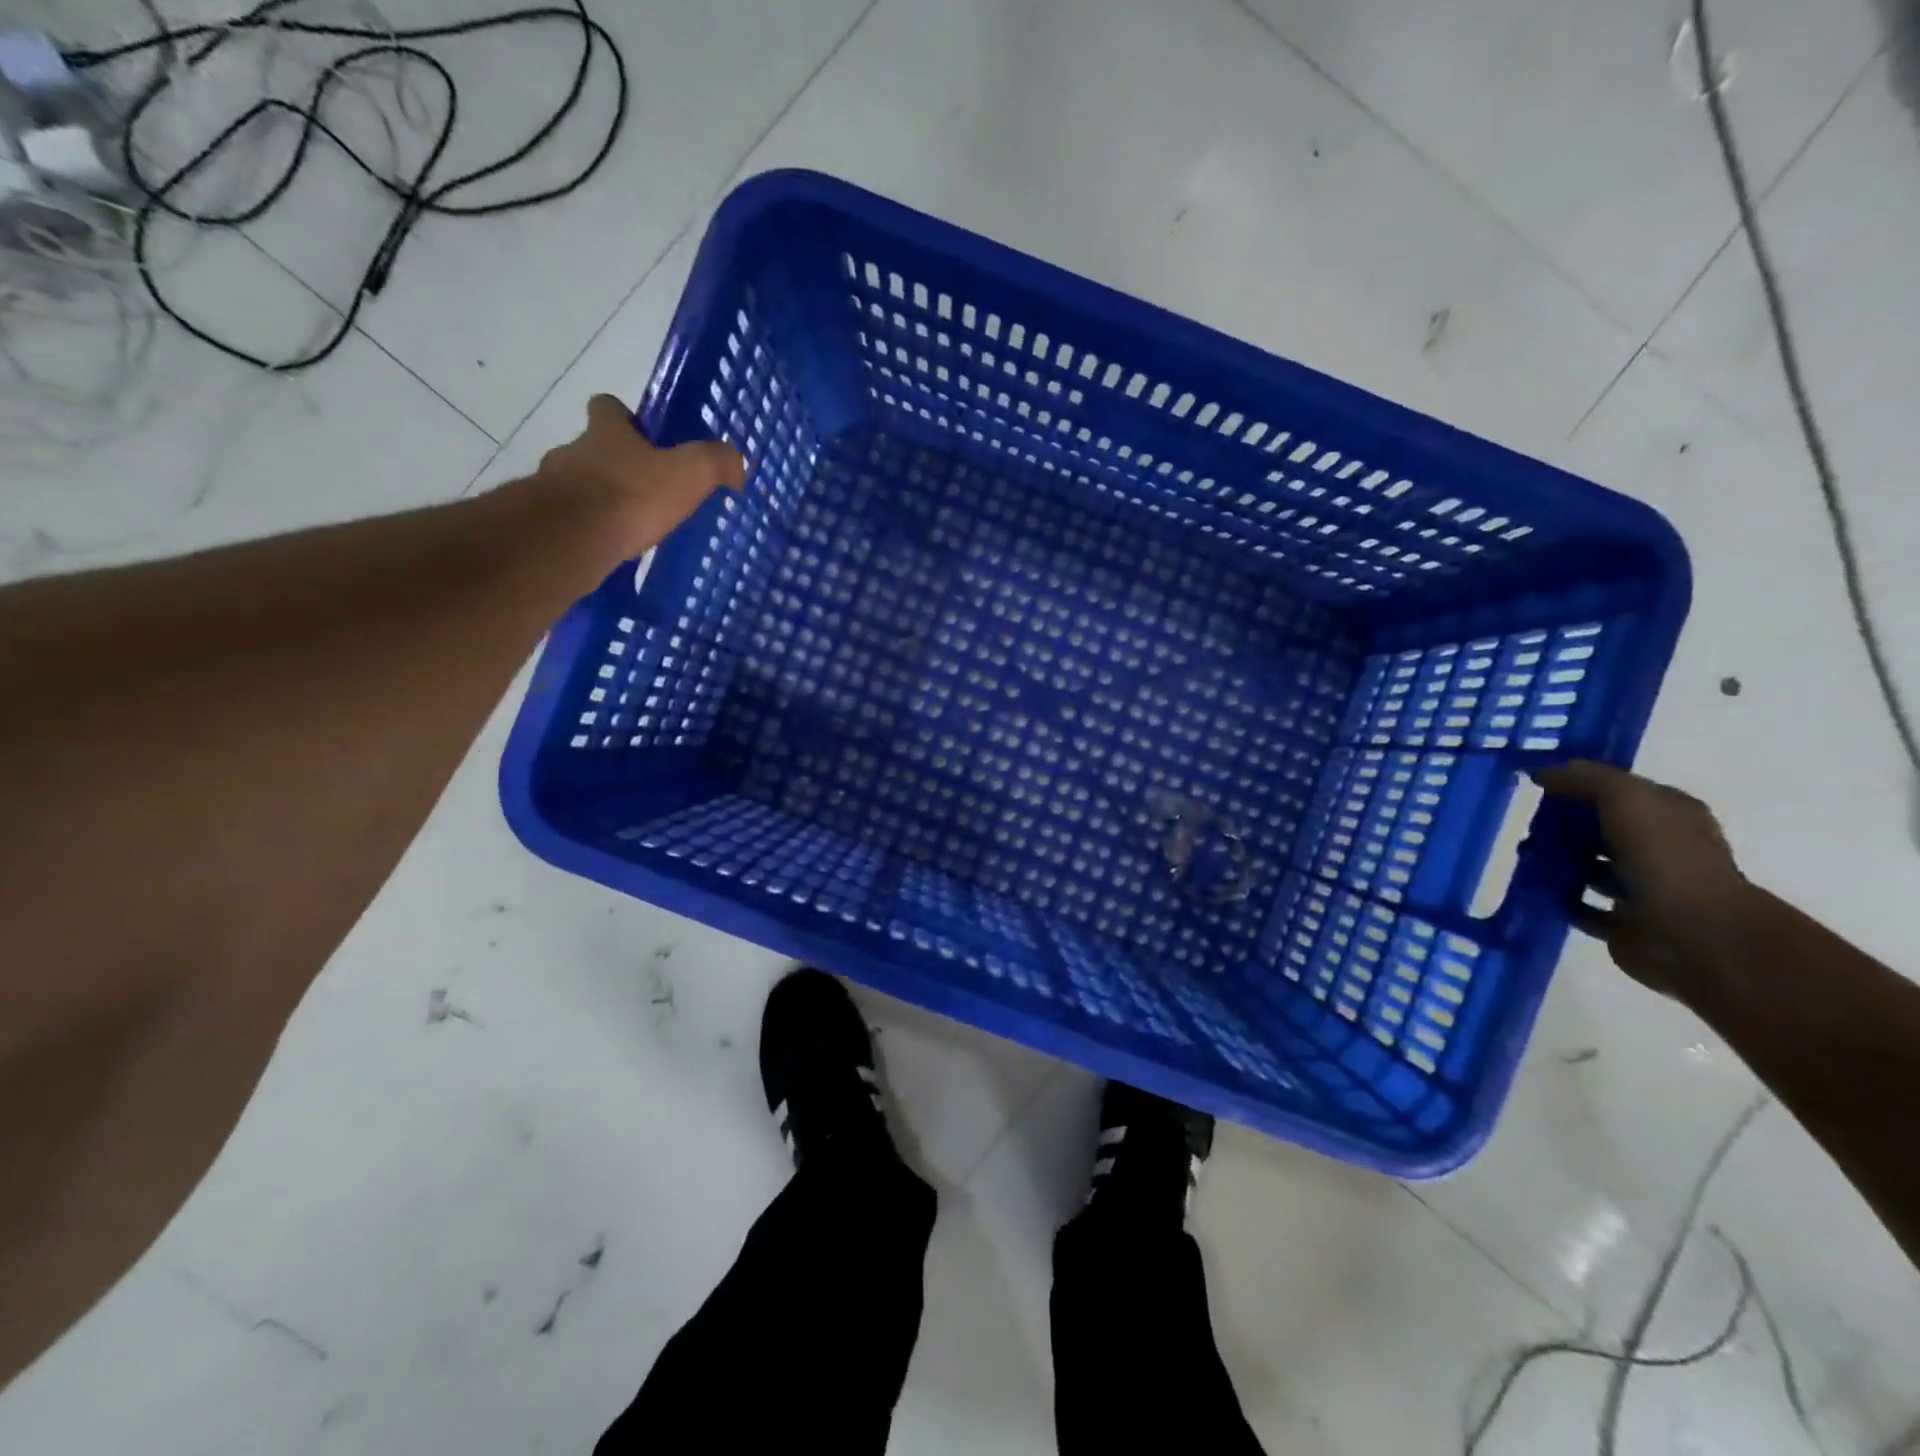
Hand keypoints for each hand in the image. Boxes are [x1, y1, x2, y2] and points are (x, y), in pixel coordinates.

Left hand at [538, 394, 746, 554]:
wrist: (570, 539)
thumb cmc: (631, 497)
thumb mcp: (689, 474)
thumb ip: (716, 462)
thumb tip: (737, 463)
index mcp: (606, 433)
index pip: (607, 407)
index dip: (623, 417)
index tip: (642, 436)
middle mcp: (573, 451)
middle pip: (591, 448)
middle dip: (614, 465)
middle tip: (644, 490)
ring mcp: (552, 487)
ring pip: (577, 486)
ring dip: (598, 500)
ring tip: (627, 526)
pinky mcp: (545, 523)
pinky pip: (569, 521)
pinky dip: (588, 531)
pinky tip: (609, 548)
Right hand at [1535, 761, 1755, 1003]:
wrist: (1693, 935)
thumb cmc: (1664, 857)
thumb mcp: (1626, 797)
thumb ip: (1586, 779)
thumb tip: (1543, 772)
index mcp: (1672, 816)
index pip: (1621, 791)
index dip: (1581, 784)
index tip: (1537, 785)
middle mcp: (1661, 849)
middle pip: (1602, 829)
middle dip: (1563, 825)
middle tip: (1523, 824)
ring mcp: (1644, 889)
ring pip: (1589, 867)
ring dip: (1556, 862)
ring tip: (1521, 856)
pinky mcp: (1624, 923)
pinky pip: (1580, 905)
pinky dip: (1558, 898)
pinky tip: (1532, 888)